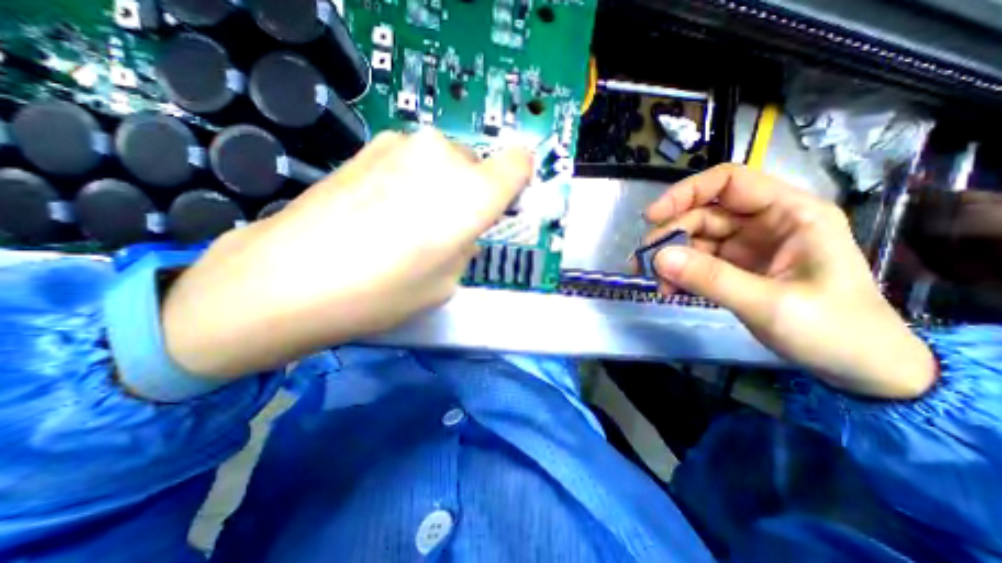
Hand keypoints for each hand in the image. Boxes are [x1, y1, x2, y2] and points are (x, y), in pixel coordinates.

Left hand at [163, 127, 530, 377]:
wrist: (288, 278)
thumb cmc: (383, 291)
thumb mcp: (447, 283)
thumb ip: (465, 248)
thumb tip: (461, 233)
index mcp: (474, 194)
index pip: (519, 163)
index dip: (518, 180)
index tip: (505, 201)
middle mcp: (445, 158)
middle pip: (477, 166)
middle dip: (471, 194)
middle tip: (446, 228)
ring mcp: (402, 144)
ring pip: (443, 163)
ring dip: (439, 188)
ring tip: (407, 222)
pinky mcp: (368, 145)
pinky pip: (411, 161)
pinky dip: (410, 181)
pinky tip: (380, 211)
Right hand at [645, 163, 936, 399]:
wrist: (859, 367)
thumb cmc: (834, 330)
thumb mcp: (770, 304)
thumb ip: (711, 279)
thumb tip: (657, 257)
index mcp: (789, 214)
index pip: (729, 183)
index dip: (686, 193)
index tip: (652, 217)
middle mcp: (764, 223)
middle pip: (702, 214)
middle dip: (669, 236)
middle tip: (644, 262)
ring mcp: (746, 247)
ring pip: (694, 239)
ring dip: (669, 258)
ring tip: (654, 282)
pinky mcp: (734, 268)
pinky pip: (696, 262)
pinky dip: (677, 273)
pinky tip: (668, 289)